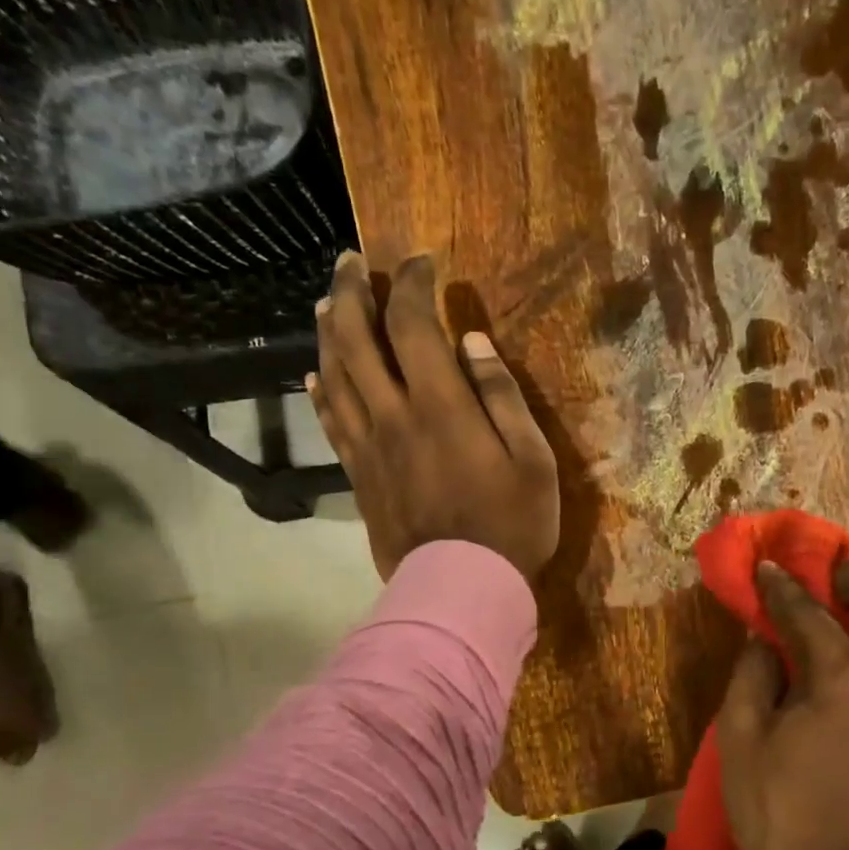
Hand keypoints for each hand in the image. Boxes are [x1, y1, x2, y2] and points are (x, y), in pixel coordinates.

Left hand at [308, 252, 558, 581]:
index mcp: (440, 405)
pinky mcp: (358, 475)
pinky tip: (315, 373)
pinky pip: (331, 422)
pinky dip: (320, 390)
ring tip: (325, 303)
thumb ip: (503, 396)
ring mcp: (368, 446)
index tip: (420, 261)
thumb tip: (472, 342)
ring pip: (333, 374)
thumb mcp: (532, 459)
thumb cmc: (511, 525)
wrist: (462, 588)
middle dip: (350, 292)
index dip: (411, 284)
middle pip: (355, 338)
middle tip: (351, 262)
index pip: (412, 324)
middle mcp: (393, 414)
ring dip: (326, 331)